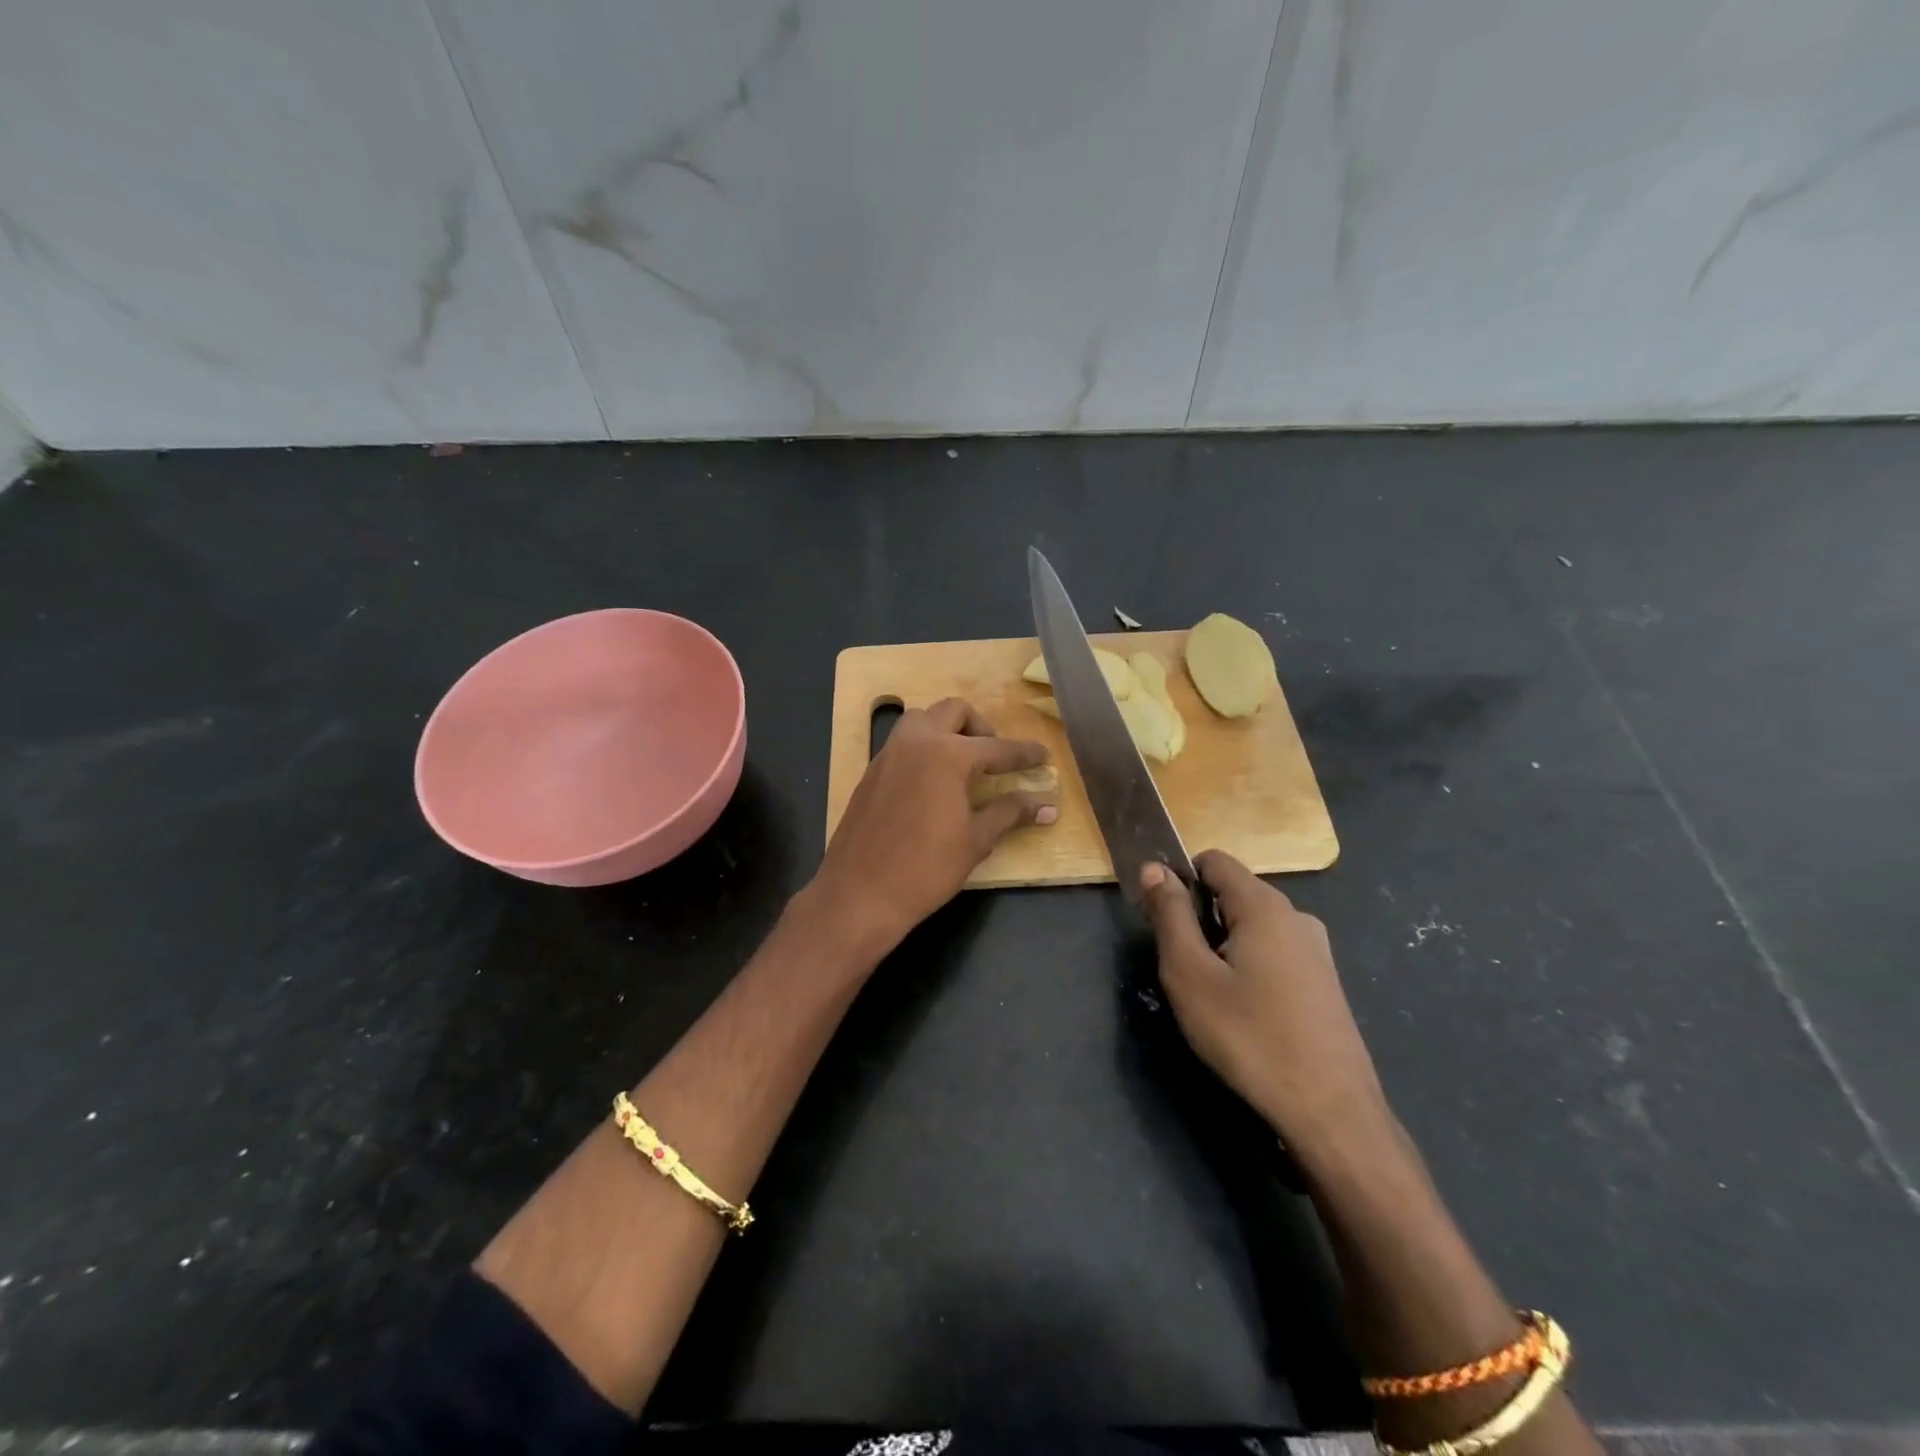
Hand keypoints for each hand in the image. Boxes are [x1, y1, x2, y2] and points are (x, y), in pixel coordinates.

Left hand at [812, 698, 1054, 960]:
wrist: (860, 893)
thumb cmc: (926, 869)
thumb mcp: (976, 840)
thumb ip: (1010, 813)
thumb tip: (1047, 806)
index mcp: (947, 754)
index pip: (997, 748)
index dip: (1024, 754)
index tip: (1043, 756)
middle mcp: (916, 742)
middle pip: (954, 711)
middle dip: (981, 728)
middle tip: (995, 758)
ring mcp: (888, 754)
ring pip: (922, 719)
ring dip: (947, 730)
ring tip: (963, 765)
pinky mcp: (871, 772)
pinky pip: (903, 743)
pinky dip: (924, 748)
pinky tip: (933, 783)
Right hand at [1140, 851, 1389, 1158]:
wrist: (1331, 1112)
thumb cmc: (1250, 1037)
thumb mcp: (1190, 974)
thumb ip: (1169, 915)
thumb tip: (1153, 868)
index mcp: (1264, 905)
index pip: (1214, 860)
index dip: (1180, 878)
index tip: (1160, 917)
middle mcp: (1296, 916)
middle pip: (1233, 892)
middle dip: (1199, 917)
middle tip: (1181, 967)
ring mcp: (1316, 950)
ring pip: (1253, 926)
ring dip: (1223, 945)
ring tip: (1211, 995)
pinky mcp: (1324, 982)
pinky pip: (1274, 952)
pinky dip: (1249, 965)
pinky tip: (1245, 1012)